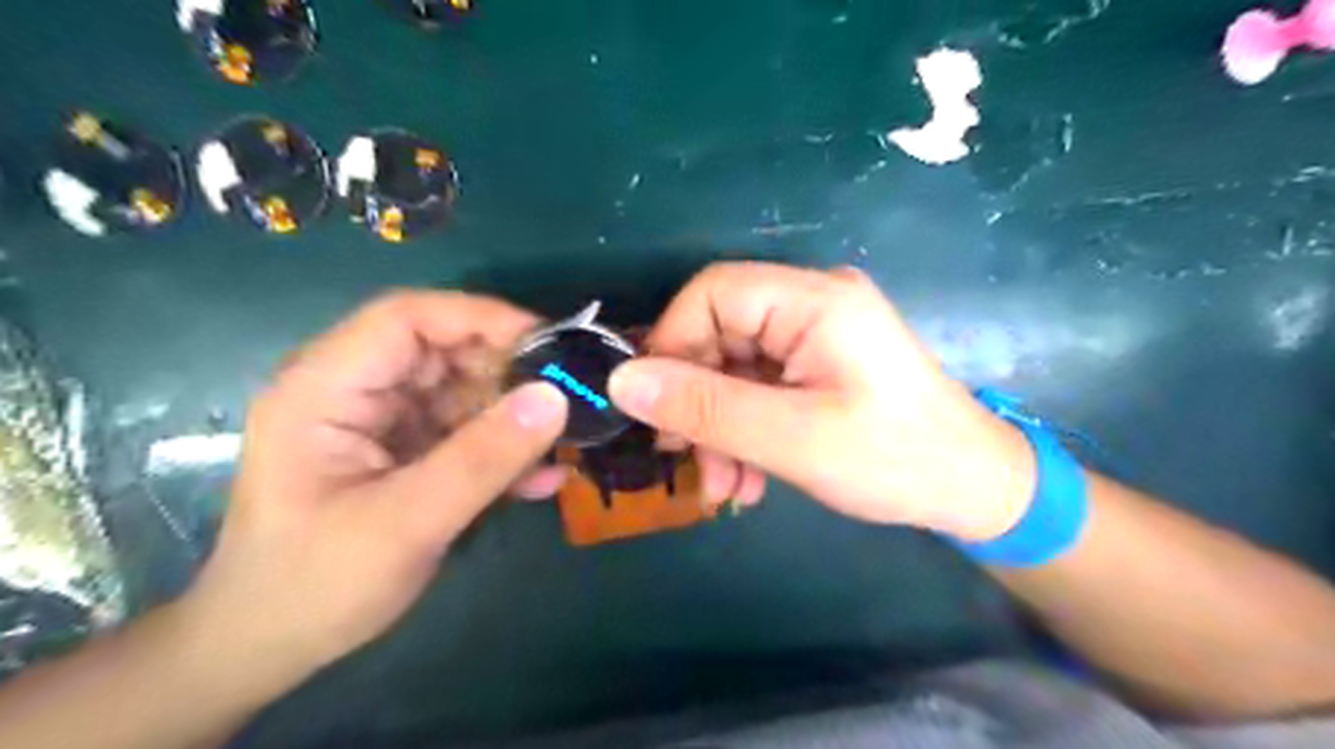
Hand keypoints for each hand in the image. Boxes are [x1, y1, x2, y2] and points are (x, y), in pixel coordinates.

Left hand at [176, 289, 568, 679]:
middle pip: (441, 351)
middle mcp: (353, 390)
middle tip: (567, 399)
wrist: (268, 649)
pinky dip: (502, 450)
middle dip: (507, 372)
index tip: (547, 343)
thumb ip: (484, 458)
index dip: (479, 318)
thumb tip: (556, 397)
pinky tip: (539, 480)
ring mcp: (381, 421)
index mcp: (326, 388)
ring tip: (561, 445)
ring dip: (512, 417)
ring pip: (461, 391)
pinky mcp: (403, 450)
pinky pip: (463, 432)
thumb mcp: (407, 523)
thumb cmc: (316, 586)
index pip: (407, 318)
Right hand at [610, 264, 1035, 542]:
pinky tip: (745, 479)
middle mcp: (812, 303)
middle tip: (683, 458)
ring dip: (717, 426)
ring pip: (732, 367)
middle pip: (719, 332)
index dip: (672, 343)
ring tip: (722, 487)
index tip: (656, 406)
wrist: (972, 489)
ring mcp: (815, 335)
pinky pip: (757, 386)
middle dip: (696, 400)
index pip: (713, 292)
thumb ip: (706, 407)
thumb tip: (623, 381)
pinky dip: (742, 430)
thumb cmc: (894, 460)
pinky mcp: (816, 365)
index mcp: (815, 300)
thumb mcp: (793, 439)